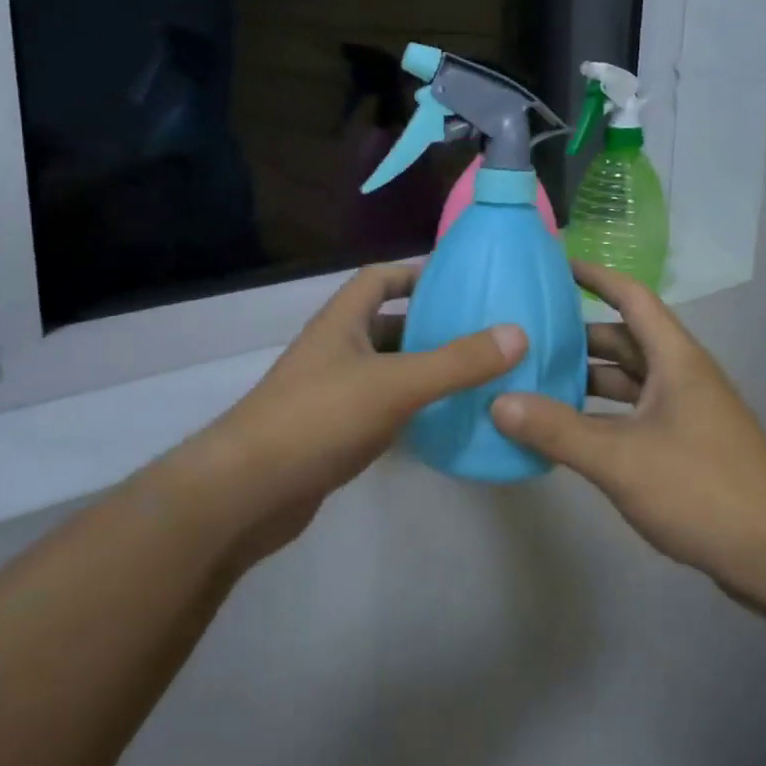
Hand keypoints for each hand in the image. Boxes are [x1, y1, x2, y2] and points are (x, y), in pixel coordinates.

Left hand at [174, 263, 526, 566]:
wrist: (248, 492)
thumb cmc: (319, 418)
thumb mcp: (395, 384)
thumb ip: (456, 361)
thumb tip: (517, 333)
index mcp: (342, 321)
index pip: (378, 278)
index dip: (415, 273)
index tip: (459, 281)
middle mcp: (334, 349)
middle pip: (386, 324)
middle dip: (429, 324)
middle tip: (482, 333)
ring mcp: (330, 392)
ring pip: (385, 369)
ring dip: (422, 369)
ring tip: (474, 375)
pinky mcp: (331, 433)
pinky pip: (379, 407)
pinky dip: (409, 408)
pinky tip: (441, 421)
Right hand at [492, 262, 765, 597]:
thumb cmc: (702, 487)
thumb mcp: (621, 458)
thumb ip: (558, 430)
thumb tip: (498, 402)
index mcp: (674, 358)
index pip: (631, 297)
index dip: (595, 276)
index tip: (555, 265)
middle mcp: (680, 375)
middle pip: (624, 340)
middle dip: (577, 336)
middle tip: (526, 337)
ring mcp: (685, 412)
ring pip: (627, 381)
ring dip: (587, 380)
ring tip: (535, 383)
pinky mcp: (685, 446)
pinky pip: (633, 415)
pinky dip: (601, 416)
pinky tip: (568, 432)